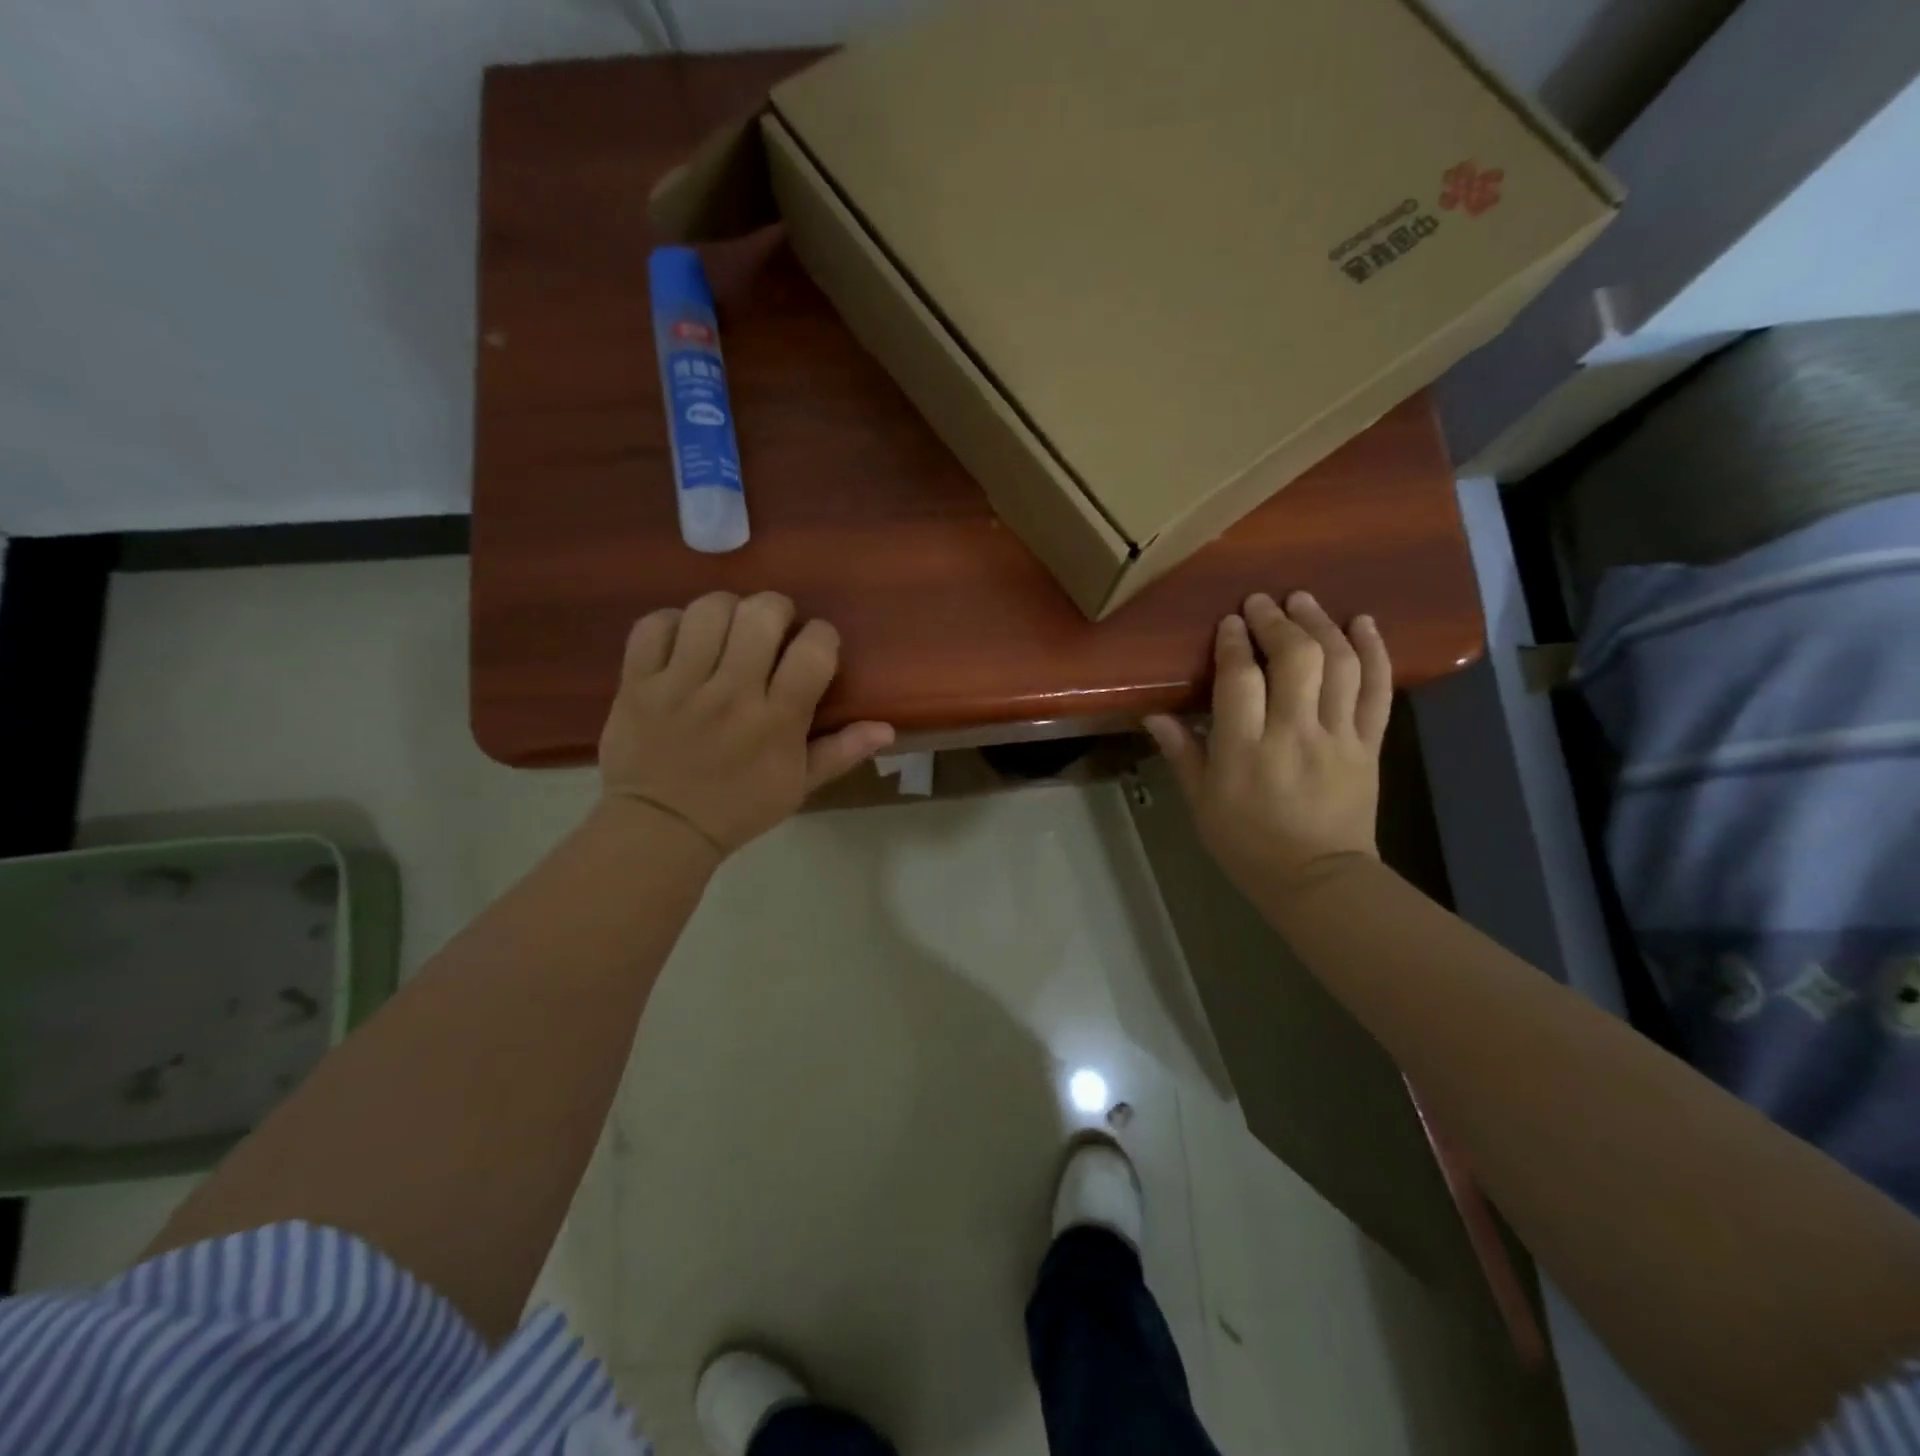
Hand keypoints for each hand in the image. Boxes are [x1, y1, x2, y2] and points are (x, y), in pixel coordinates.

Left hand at [598, 592, 894, 853]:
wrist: (660, 829)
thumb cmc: (738, 808)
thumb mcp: (799, 787)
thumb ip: (842, 752)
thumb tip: (887, 728)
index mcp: (777, 720)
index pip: (813, 649)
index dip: (821, 635)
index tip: (814, 645)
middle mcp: (732, 693)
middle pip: (760, 614)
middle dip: (775, 609)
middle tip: (772, 628)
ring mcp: (680, 685)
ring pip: (708, 610)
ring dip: (726, 610)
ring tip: (727, 629)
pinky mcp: (638, 683)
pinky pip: (653, 626)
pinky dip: (671, 622)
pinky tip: (683, 638)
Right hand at [1144, 592, 1391, 901]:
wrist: (1318, 880)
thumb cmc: (1247, 845)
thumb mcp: (1201, 804)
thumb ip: (1181, 754)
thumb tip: (1154, 714)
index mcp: (1245, 750)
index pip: (1239, 679)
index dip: (1233, 643)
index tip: (1229, 622)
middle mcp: (1294, 734)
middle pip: (1294, 659)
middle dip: (1277, 622)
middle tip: (1262, 602)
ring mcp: (1338, 737)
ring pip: (1339, 665)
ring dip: (1321, 624)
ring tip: (1304, 601)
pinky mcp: (1369, 745)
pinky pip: (1378, 691)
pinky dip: (1375, 651)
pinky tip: (1362, 623)